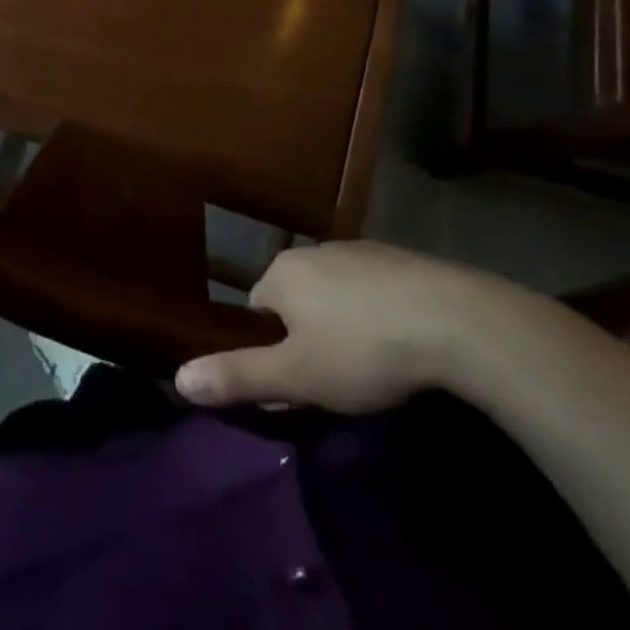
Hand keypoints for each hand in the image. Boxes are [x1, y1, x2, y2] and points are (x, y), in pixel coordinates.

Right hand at [175, 241, 547, 413]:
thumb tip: (178, 377)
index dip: (270, 346)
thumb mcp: (296, 376)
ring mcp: (356, 250)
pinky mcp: (396, 257)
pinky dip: (374, 309)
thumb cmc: (362, 349)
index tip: (295, 380)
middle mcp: (312, 251)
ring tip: (368, 362)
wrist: (450, 319)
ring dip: (340, 320)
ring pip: (332, 290)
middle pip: (294, 296)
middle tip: (331, 377)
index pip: (255, 307)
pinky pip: (369, 286)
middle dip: (305, 332)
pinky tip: (399, 339)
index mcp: (282, 273)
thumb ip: (238, 376)